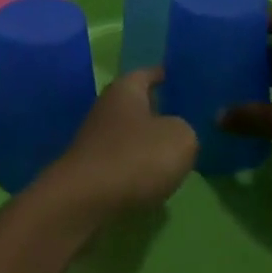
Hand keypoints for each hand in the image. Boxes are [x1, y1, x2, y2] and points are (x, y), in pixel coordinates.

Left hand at [30, 69, 197, 227]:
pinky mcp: (93, 167)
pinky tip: (155, 175)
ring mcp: (96, 138)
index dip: (163, 74)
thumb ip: (185, 129)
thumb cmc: (135, 157)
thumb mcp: (180, 138)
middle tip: (186, 115)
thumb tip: (176, 132)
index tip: (178, 76)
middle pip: (136, 103)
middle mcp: (107, 107)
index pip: (147, 73)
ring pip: (130, 132)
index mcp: (125, 89)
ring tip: (176, 149)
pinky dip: (138, 163)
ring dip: (148, 140)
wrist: (85, 199)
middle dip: (158, 108)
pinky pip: (123, 158)